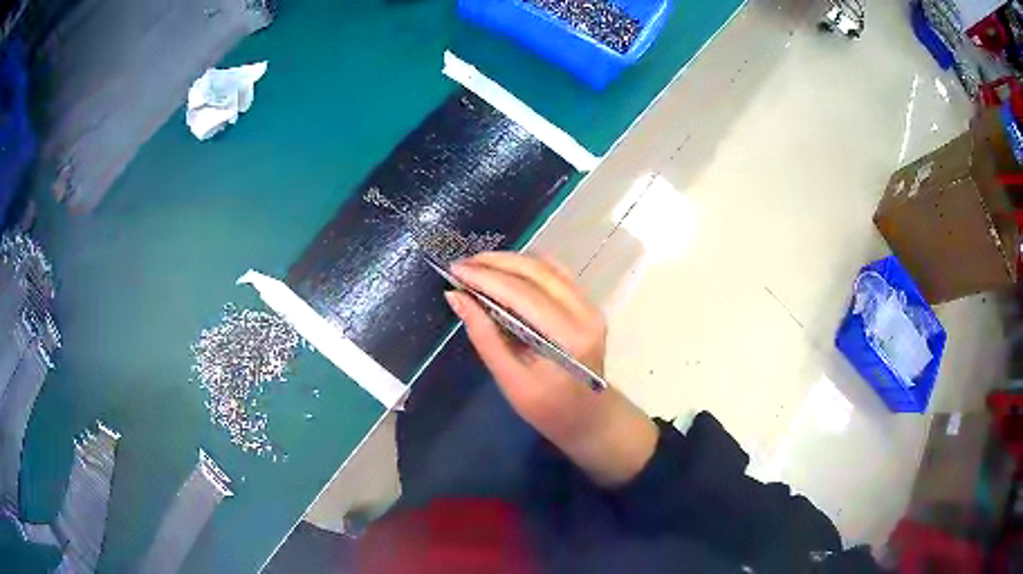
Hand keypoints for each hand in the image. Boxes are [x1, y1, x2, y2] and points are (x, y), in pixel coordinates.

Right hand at [444, 252, 657, 487]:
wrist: (591, 419)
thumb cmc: (549, 410)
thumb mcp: (511, 381)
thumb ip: (484, 336)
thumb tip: (456, 297)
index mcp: (568, 338)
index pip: (522, 294)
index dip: (486, 277)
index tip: (454, 269)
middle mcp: (585, 314)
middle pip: (536, 272)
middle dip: (495, 263)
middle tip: (461, 265)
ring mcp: (590, 306)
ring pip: (547, 267)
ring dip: (510, 261)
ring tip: (477, 266)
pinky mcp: (588, 305)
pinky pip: (556, 275)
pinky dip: (528, 268)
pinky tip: (505, 272)